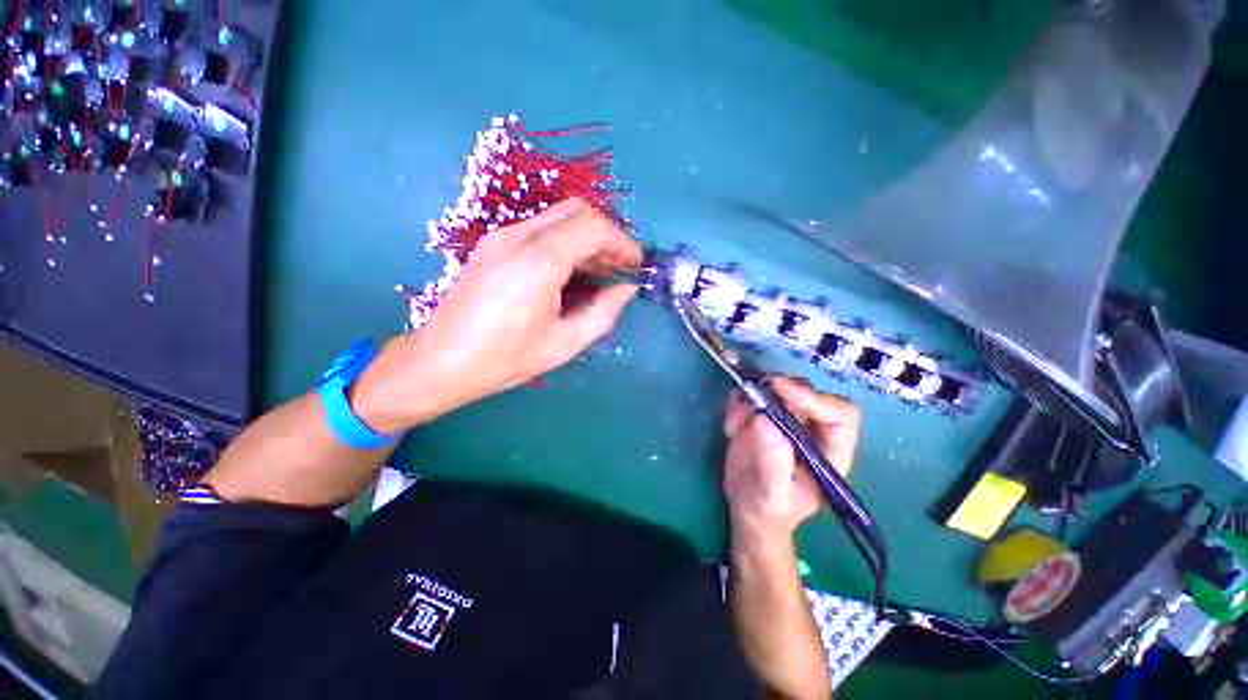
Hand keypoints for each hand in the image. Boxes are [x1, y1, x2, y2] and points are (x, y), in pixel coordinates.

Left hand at [354, 198, 641, 431]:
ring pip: (559, 216)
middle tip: (618, 266)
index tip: (635, 264)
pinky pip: (540, 227)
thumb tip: (626, 289)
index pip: (593, 227)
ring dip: (586, 236)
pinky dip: (565, 240)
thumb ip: (603, 313)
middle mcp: (518, 237)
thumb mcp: (563, 344)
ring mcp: (501, 235)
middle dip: (607, 233)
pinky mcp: (492, 242)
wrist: (440, 361)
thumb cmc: (504, 359)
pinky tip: (569, 270)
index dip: (622, 242)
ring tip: (598, 271)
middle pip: (578, 210)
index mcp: (538, 262)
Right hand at [722, 377, 859, 545]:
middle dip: (777, 392)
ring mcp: (787, 421)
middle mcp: (813, 431)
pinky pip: (753, 396)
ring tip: (735, 426)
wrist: (747, 511)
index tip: (779, 390)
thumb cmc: (768, 512)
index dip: (813, 399)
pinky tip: (731, 429)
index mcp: (830, 453)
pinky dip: (738, 404)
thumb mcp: (771, 494)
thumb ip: (773, 461)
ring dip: (752, 398)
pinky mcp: (764, 416)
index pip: (838, 415)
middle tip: (750, 397)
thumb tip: (766, 421)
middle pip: (806, 394)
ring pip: (777, 390)